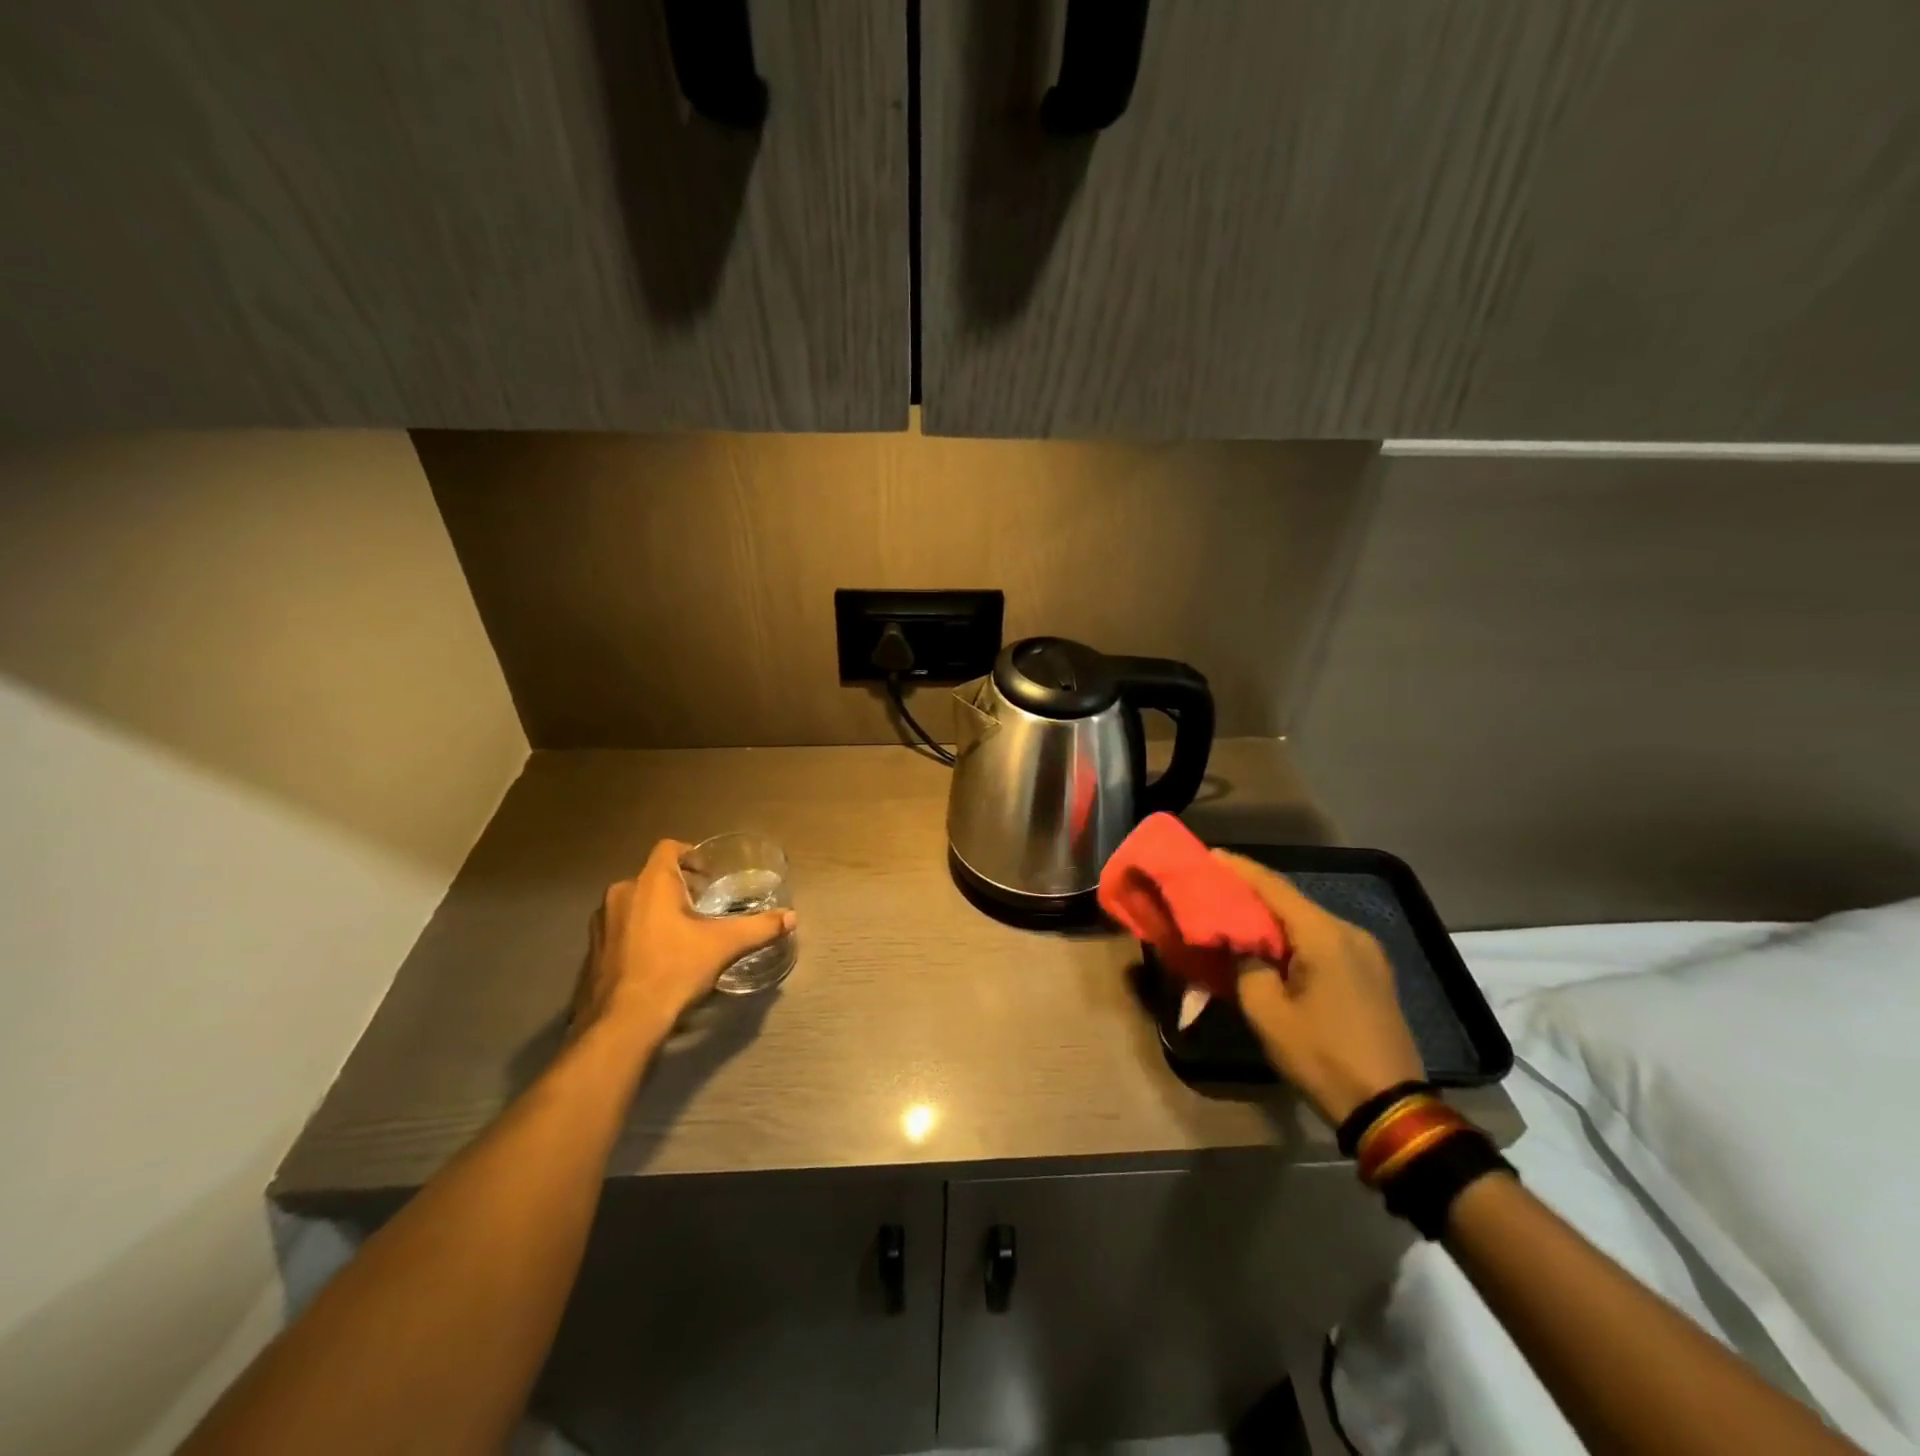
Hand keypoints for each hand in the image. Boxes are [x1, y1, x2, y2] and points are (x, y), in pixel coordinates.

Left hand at [574, 839, 795, 1045]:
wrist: (623, 1023)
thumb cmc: (674, 970)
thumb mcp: (724, 946)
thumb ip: (759, 928)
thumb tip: (792, 917)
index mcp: (650, 883)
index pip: (668, 848)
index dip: (690, 854)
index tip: (709, 874)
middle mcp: (620, 894)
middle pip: (653, 876)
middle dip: (679, 886)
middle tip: (704, 905)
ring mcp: (602, 923)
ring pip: (635, 902)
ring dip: (657, 909)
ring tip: (683, 932)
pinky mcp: (592, 950)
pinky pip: (621, 927)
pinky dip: (640, 932)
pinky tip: (658, 956)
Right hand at [1212, 850, 1424, 1125]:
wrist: (1391, 1109)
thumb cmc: (1322, 1056)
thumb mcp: (1267, 1012)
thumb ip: (1246, 965)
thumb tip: (1240, 944)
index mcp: (1325, 936)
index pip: (1274, 888)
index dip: (1239, 869)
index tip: (1210, 855)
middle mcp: (1350, 933)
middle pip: (1292, 900)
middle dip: (1253, 891)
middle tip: (1217, 885)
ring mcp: (1367, 953)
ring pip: (1309, 920)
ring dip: (1273, 916)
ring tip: (1237, 912)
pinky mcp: (1371, 974)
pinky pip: (1324, 940)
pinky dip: (1294, 935)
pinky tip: (1272, 942)